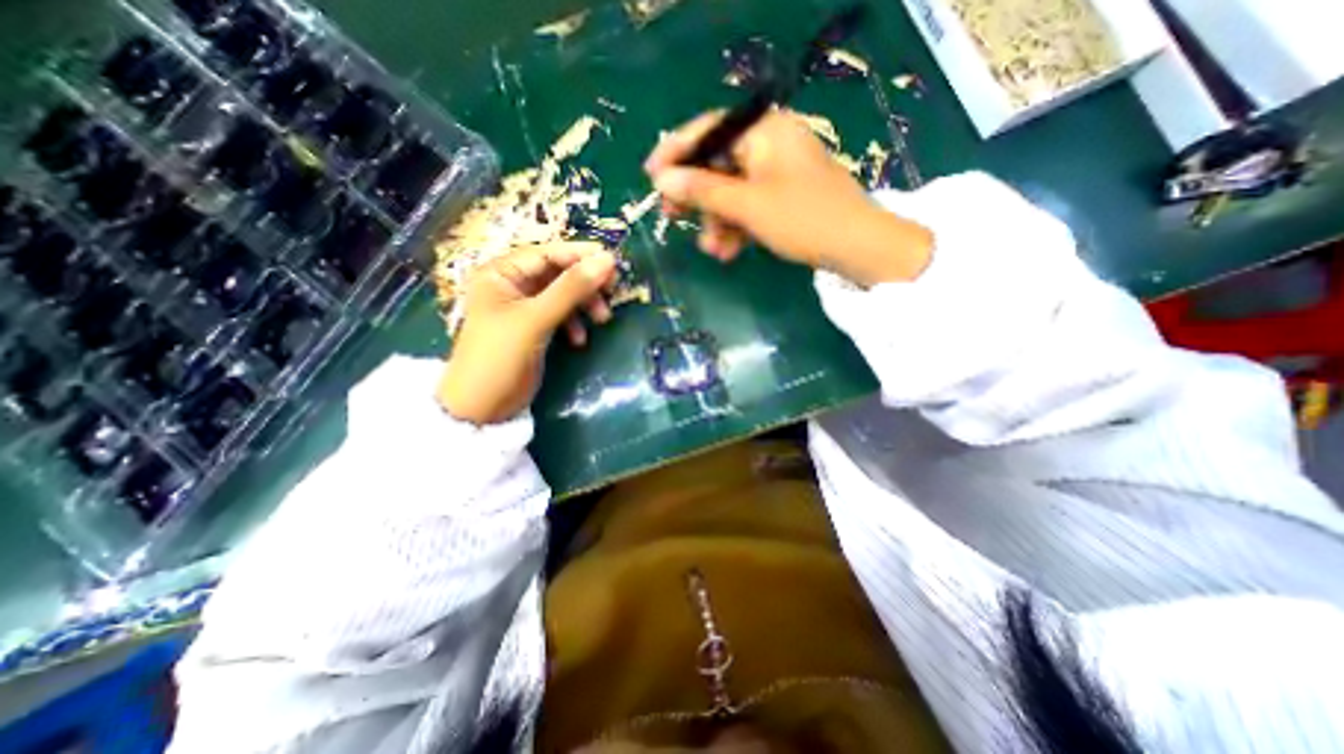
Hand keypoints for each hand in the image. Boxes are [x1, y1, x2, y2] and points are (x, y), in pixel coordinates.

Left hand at [439, 243, 616, 425]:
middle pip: (558, 273)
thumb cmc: (500, 356)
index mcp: (501, 273)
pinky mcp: (534, 328)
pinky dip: (574, 323)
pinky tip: (579, 340)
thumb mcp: (536, 319)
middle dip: (585, 284)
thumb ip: (571, 289)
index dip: (581, 256)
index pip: (548, 253)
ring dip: (584, 305)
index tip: (613, 263)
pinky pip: (561, 315)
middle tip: (612, 293)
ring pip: (563, 295)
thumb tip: (607, 260)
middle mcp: (512, 284)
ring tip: (602, 320)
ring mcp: (524, 307)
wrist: (482, 407)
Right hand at [645, 108, 929, 287]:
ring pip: (731, 191)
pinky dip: (736, 227)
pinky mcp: (783, 197)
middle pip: (718, 163)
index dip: (676, 152)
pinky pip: (748, 206)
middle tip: (672, 217)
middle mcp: (770, 144)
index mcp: (764, 130)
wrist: (856, 248)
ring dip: (717, 221)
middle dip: (697, 197)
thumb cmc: (802, 218)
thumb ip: (703, 190)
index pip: (708, 130)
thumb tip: (662, 180)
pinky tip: (729, 252)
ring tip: (712, 249)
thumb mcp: (747, 205)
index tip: (651, 177)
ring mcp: (777, 172)